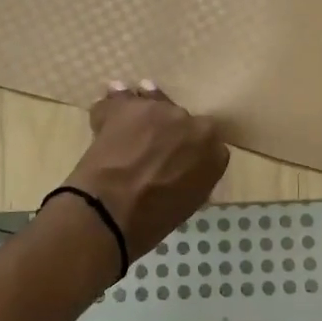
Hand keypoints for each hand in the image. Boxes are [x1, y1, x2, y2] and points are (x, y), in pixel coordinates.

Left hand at [64, 82, 228, 259]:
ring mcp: (160, 109)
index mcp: (215, 152)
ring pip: (150, 103)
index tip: (176, 157)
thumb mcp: (186, 203)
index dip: (188, 148)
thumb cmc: (151, 220)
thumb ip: (190, 178)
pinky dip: (112, 106)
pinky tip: (107, 110)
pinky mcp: (128, 105)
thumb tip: (177, 172)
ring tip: (126, 123)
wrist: (112, 210)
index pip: (206, 142)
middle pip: (179, 119)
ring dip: (140, 113)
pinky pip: (120, 100)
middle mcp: (192, 123)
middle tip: (148, 146)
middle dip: (166, 129)